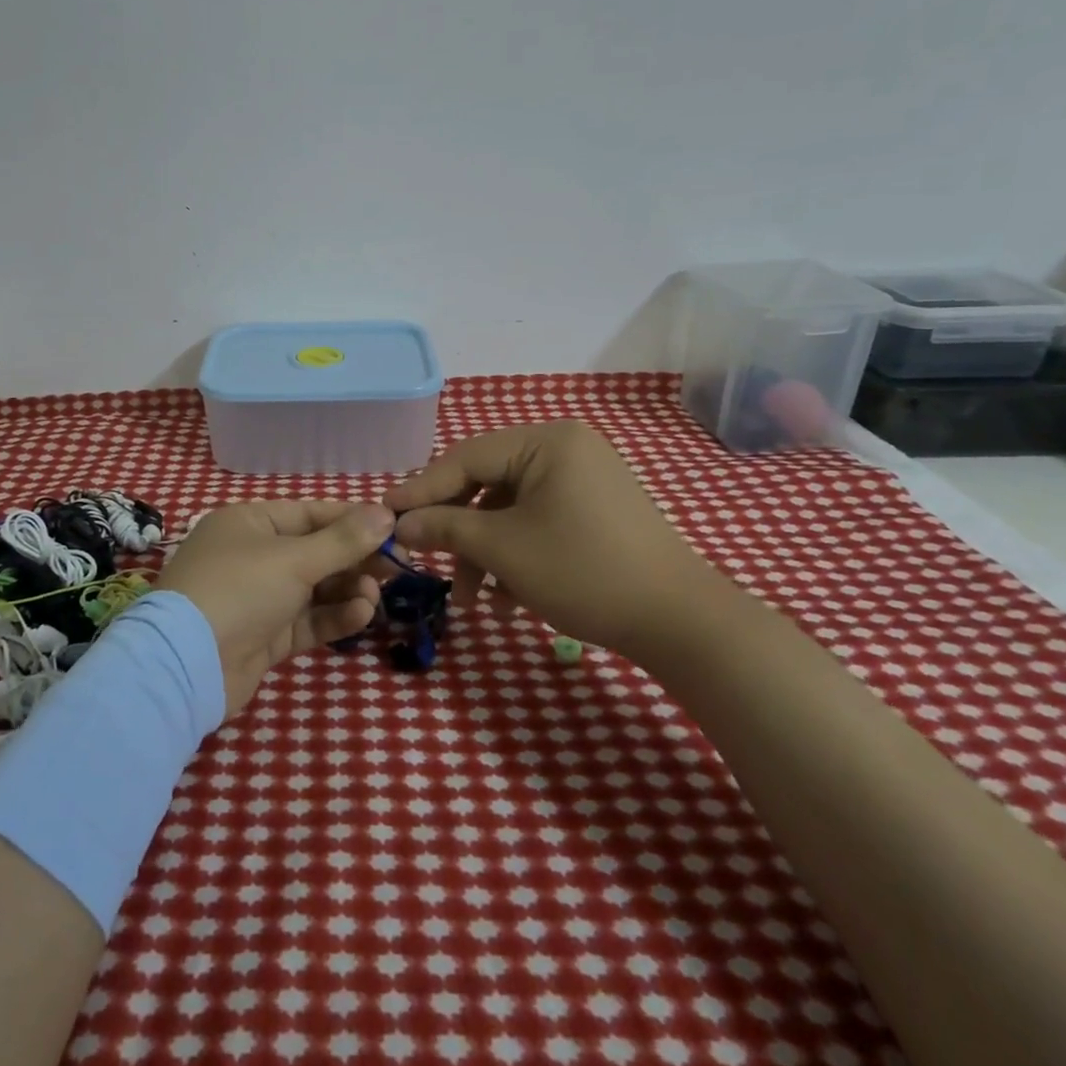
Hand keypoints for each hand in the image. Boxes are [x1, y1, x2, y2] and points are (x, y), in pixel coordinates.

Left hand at [157, 501, 393, 716]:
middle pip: (314, 551)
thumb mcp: (294, 559)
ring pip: (313, 588)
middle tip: (394, 566)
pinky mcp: (264, 636)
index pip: (309, 513)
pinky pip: (306, 620)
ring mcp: (257, 598)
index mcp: (250, 522)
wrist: (186, 664)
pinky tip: (361, 614)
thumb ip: (343, 540)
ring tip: (375, 594)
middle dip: (353, 558)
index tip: (392, 527)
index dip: (351, 519)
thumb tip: (385, 512)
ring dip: (346, 589)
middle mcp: (252, 555)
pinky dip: (333, 617)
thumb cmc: (240, 589)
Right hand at [385, 421, 729, 656]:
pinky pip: (537, 522)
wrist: (681, 624)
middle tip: (425, 559)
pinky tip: (509, 601)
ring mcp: (582, 480)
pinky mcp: (593, 511)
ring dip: (485, 553)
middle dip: (457, 531)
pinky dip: (516, 557)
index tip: (384, 513)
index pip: (466, 457)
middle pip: (486, 484)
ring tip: (473, 601)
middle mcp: (564, 449)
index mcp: (546, 441)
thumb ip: (445, 528)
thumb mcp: (504, 549)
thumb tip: (400, 523)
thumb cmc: (584, 572)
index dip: (421, 489)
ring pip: (510, 510)